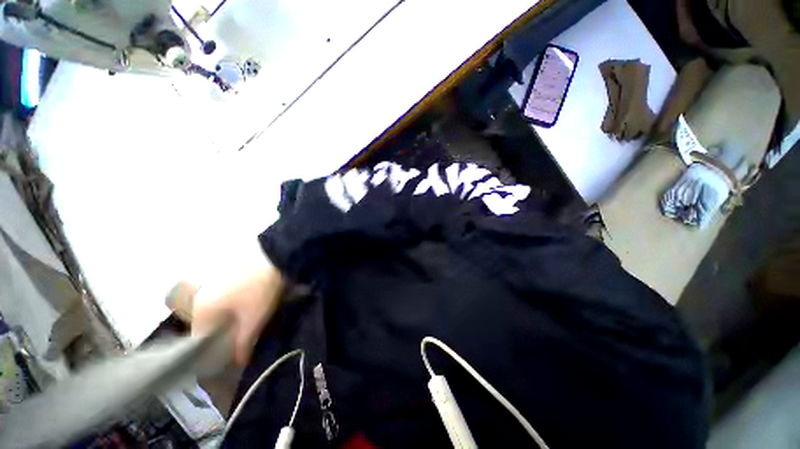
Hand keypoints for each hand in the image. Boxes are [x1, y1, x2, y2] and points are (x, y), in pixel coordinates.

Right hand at [190, 265, 285, 364]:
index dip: (211, 352)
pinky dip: (231, 307)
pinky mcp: (226, 275)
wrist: (273, 257)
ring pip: (215, 310)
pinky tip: (245, 309)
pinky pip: (223, 298)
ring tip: (244, 328)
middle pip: (206, 324)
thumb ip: (243, 343)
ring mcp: (213, 283)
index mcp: (202, 309)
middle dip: (220, 336)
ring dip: (227, 321)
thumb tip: (238, 363)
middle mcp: (201, 296)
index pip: (198, 339)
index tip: (226, 358)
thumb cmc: (259, 290)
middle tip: (237, 343)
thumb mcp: (253, 318)